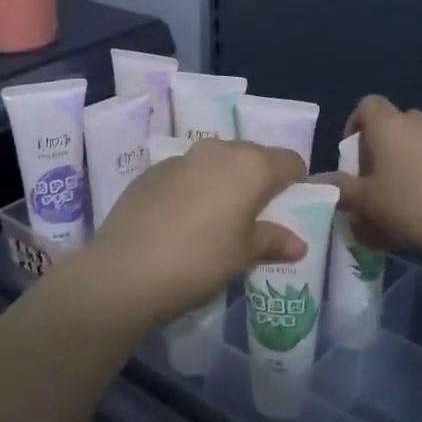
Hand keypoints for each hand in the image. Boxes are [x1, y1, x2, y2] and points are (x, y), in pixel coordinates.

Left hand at [77, 139, 306, 327]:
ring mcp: (181, 158)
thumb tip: (297, 243)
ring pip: (216, 162)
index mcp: (250, 166)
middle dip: (259, 180)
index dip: (295, 182)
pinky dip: (193, 188)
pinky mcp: (151, 171)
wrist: (124, 271)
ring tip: (218, 219)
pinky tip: (182, 221)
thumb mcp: (242, 255)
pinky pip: (186, 173)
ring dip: (224, 182)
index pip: (289, 161)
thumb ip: (272, 241)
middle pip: (252, 156)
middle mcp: (218, 151)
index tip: (290, 206)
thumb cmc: (199, 261)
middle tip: (256, 216)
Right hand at [332, 95, 421, 256]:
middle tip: (372, 178)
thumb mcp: (364, 201)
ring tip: (398, 195)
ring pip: (417, 141)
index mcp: (390, 124)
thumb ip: (340, 189)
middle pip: (393, 123)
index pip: (367, 105)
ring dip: (405, 160)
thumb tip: (318, 182)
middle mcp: (419, 122)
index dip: (354, 125)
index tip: (351, 155)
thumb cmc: (407, 203)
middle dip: (380, 147)